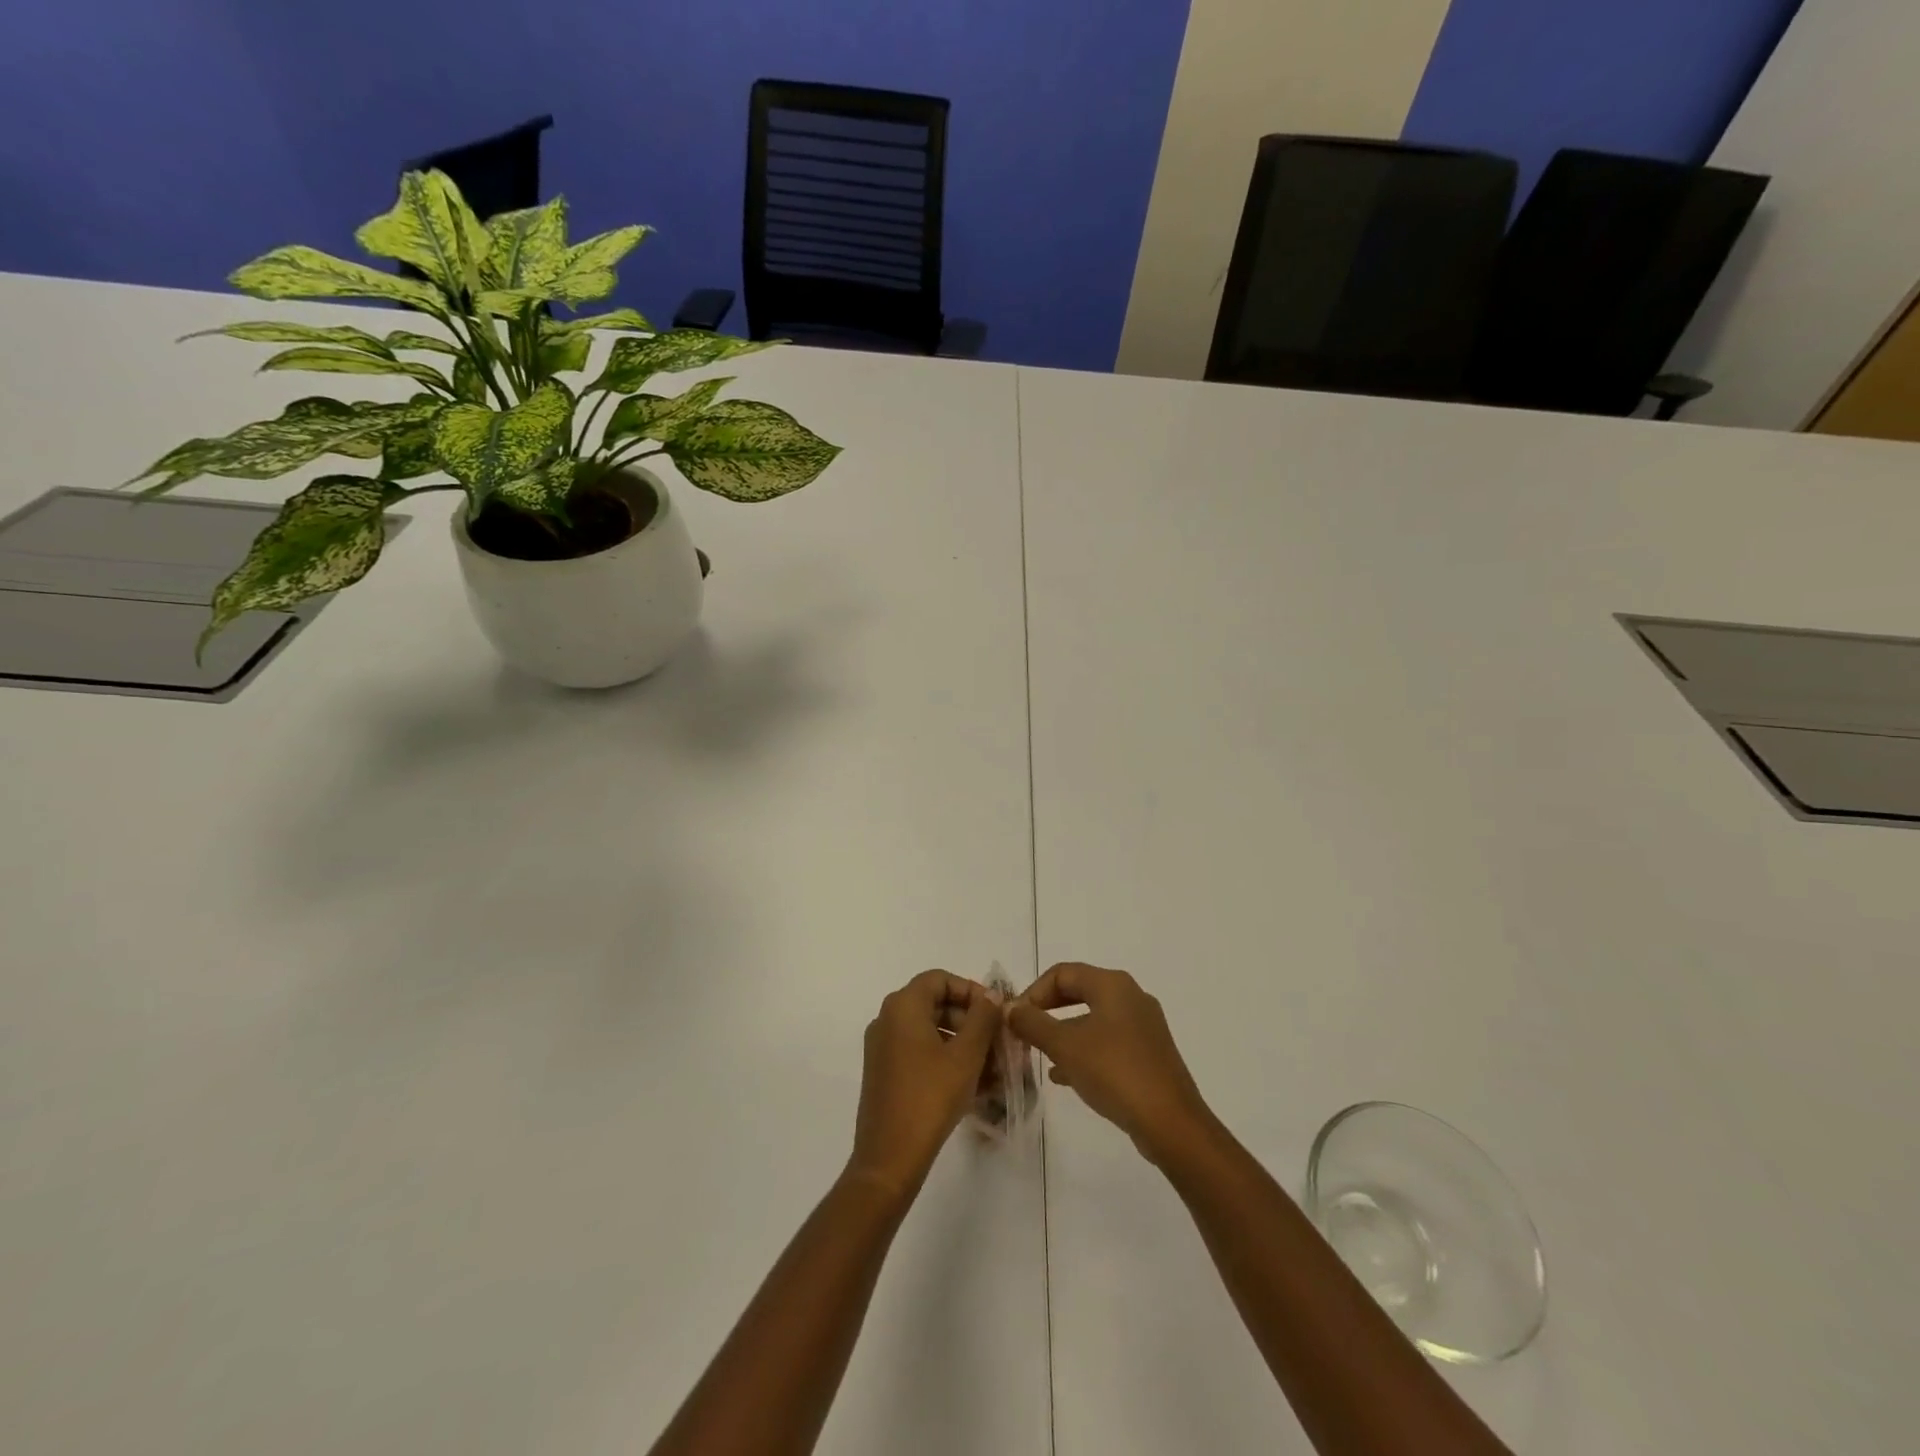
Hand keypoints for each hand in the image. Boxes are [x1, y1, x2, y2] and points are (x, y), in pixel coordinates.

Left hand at [846, 970, 1001, 1202]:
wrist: (889, 1158)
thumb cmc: (930, 1098)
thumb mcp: (966, 1056)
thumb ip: (982, 1018)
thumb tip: (991, 994)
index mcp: (902, 1006)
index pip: (940, 979)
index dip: (971, 990)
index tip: (995, 1014)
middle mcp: (887, 1019)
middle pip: (935, 1003)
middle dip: (970, 1021)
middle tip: (998, 1043)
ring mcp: (882, 1047)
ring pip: (930, 1031)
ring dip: (962, 1043)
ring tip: (992, 1068)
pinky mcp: (884, 1073)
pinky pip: (919, 1052)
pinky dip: (945, 1060)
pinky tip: (972, 1084)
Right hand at [1007, 962, 1214, 1164]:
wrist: (1170, 1123)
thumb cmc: (1114, 1072)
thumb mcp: (1065, 1046)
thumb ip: (1033, 1023)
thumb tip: (1010, 1008)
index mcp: (1112, 985)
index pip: (1062, 973)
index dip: (1033, 991)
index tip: (1016, 1018)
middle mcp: (1131, 996)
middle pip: (1079, 991)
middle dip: (1047, 1009)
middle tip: (1025, 1031)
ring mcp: (1143, 1026)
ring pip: (1093, 1018)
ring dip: (1063, 1032)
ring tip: (1039, 1054)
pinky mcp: (1149, 1053)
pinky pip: (1107, 1041)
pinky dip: (1083, 1050)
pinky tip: (1064, 1076)